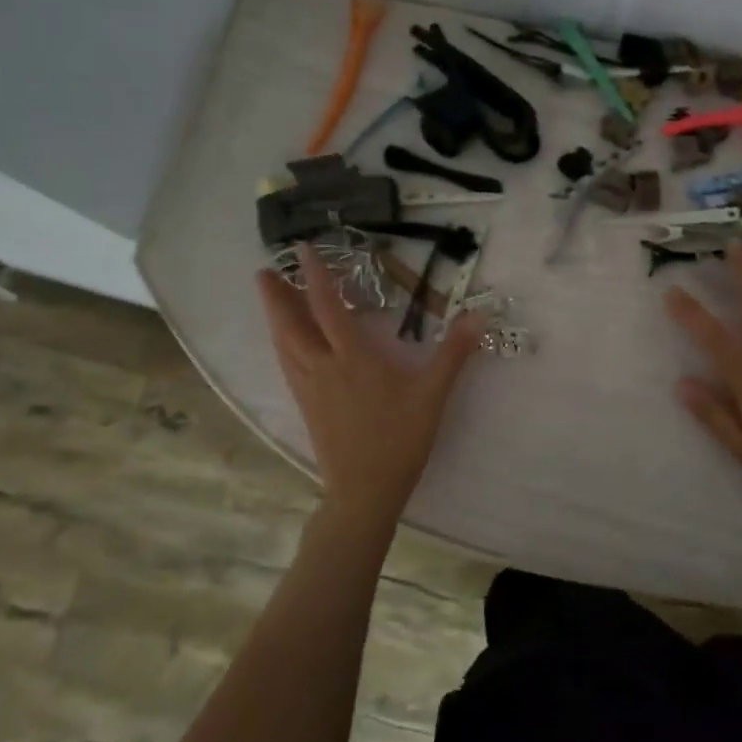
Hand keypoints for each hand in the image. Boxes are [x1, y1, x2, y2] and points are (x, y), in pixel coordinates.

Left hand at [256, 246, 483, 528]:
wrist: (364, 491)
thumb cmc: (400, 439)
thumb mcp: (432, 394)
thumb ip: (453, 353)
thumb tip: (479, 315)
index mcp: (352, 358)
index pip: (328, 307)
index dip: (315, 276)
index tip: (303, 250)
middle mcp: (323, 367)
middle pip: (291, 325)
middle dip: (275, 296)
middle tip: (263, 271)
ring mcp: (310, 389)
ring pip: (284, 346)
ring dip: (274, 318)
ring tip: (269, 300)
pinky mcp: (306, 407)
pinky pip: (288, 365)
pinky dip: (282, 345)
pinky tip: (286, 346)